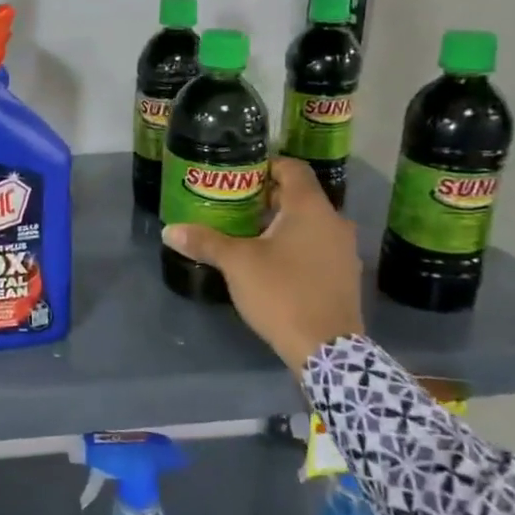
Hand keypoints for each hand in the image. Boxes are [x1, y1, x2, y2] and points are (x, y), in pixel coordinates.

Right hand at [161, 159, 363, 370]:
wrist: (327, 350)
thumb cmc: (282, 292)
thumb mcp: (237, 264)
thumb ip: (205, 241)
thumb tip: (169, 230)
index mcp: (311, 208)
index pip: (292, 167)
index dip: (265, 165)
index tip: (237, 175)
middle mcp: (334, 221)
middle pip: (299, 195)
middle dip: (266, 197)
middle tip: (233, 204)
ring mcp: (344, 250)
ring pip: (309, 223)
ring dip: (281, 223)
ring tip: (247, 233)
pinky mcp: (345, 275)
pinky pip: (318, 246)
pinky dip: (296, 245)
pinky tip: (271, 262)